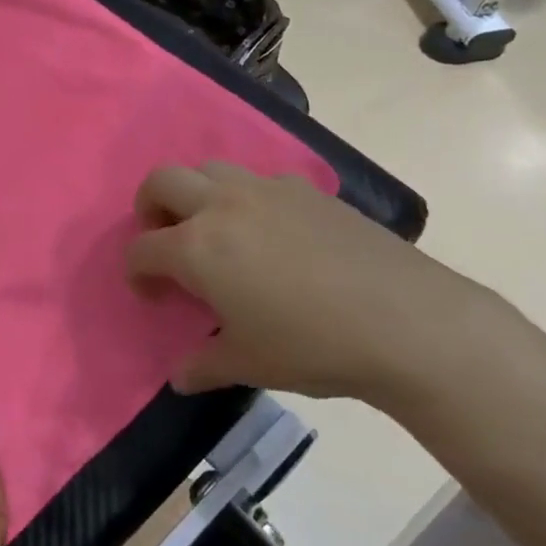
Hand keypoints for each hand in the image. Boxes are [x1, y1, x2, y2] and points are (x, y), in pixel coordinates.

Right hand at [127, 162, 505, 403]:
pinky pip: (259, 181)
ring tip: (216, 232)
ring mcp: (266, 190)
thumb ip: (204, 365)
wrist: (408, 322)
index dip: (137, 272)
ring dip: (197, 194)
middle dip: (150, 208)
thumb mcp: (249, 364)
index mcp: (197, 247)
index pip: (142, 248)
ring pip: (210, 168)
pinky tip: (273, 235)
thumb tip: (180, 377)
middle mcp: (223, 205)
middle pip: (162, 181)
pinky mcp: (307, 189)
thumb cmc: (313, 345)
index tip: (152, 295)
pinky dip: (247, 199)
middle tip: (166, 242)